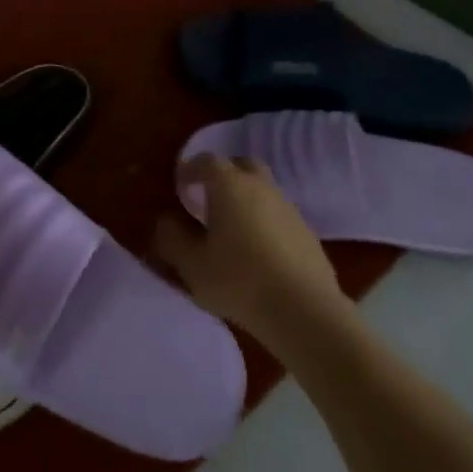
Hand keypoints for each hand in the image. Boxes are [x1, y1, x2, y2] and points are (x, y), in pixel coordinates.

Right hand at [154, 154, 346, 348]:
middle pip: (241, 166)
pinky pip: (278, 214)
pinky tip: (259, 251)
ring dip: (246, 199)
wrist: (304, 310)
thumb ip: (173, 239)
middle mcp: (260, 186)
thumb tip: (165, 221)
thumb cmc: (240, 280)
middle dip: (223, 175)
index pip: (206, 161)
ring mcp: (288, 207)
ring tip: (232, 228)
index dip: (190, 170)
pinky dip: (265, 221)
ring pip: (263, 189)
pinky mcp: (307, 231)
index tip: (180, 187)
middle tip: (209, 198)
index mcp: (229, 185)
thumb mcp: (192, 265)